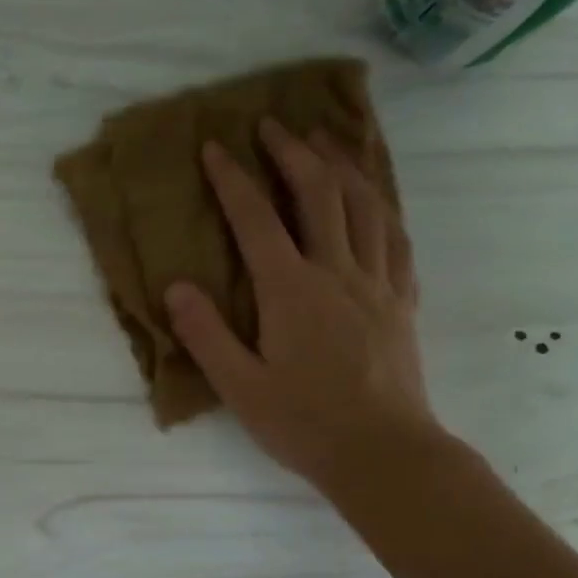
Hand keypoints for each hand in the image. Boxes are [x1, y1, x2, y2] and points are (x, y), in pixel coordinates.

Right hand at [164, 120, 438, 490]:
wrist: (382, 452)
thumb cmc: (303, 424)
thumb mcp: (239, 387)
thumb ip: (205, 334)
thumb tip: (176, 286)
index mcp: (292, 292)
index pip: (258, 221)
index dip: (234, 180)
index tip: (215, 147)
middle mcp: (338, 273)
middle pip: (320, 195)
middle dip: (293, 153)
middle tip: (272, 125)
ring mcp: (377, 284)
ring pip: (366, 206)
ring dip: (342, 166)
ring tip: (325, 141)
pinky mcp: (401, 301)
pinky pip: (396, 237)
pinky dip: (381, 206)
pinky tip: (374, 200)